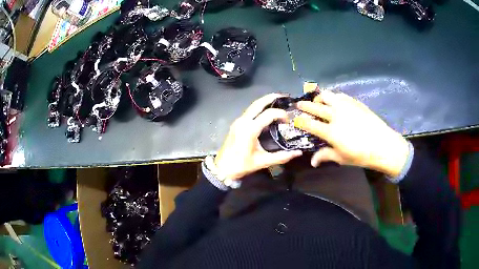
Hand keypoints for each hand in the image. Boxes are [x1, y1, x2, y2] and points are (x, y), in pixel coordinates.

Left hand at [215, 94, 302, 180]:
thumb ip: (281, 157)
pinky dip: (259, 108)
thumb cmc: (242, 165)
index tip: (288, 120)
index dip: (281, 114)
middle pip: (258, 103)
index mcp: (250, 129)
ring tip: (277, 101)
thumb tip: (298, 153)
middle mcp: (243, 121)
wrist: (223, 168)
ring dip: (265, 102)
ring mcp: (238, 121)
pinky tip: (266, 112)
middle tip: (284, 96)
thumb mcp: (263, 161)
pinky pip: (249, 111)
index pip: (269, 114)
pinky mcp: (236, 123)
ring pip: (253, 106)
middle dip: (271, 98)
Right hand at [294, 90, 408, 177]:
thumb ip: (325, 156)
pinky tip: (334, 101)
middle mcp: (335, 116)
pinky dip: (333, 97)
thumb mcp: (342, 158)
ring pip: (327, 96)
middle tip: (299, 105)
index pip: (309, 124)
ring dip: (319, 98)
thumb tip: (312, 162)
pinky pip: (340, 95)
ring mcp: (345, 107)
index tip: (296, 119)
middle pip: (315, 107)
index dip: (300, 121)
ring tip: (318, 101)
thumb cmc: (361, 155)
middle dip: (305, 106)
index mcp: (331, 132)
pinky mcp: (354, 102)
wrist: (383, 145)